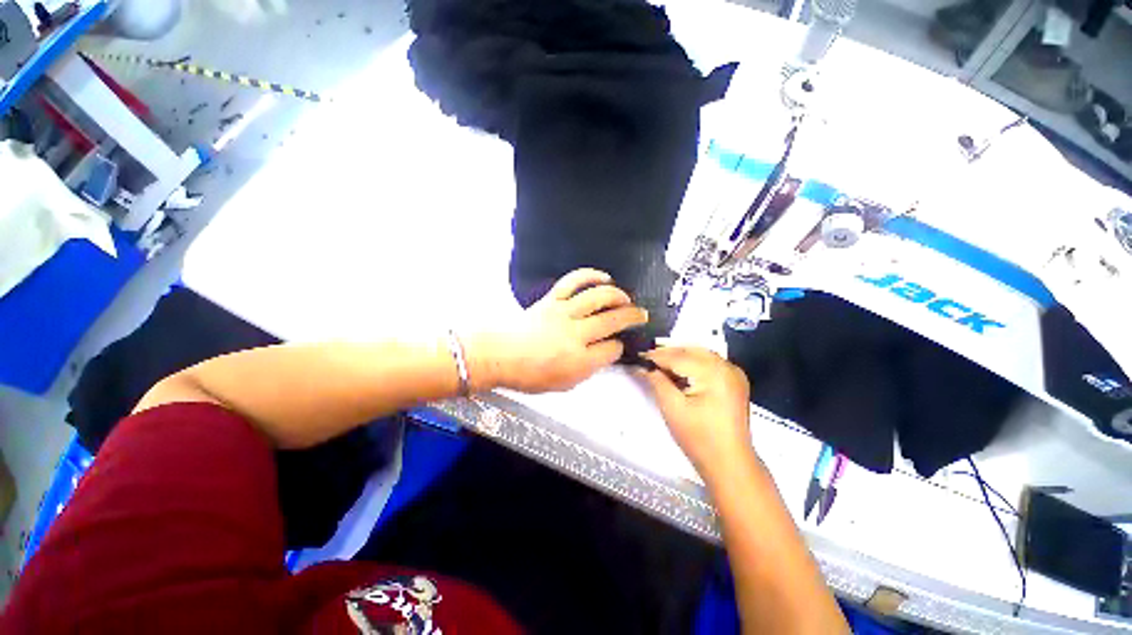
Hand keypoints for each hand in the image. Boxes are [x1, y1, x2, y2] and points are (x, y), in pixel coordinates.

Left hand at [471, 269, 648, 392]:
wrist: (499, 355)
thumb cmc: (529, 375)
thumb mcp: (563, 384)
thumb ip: (588, 369)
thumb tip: (604, 352)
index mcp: (579, 361)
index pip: (611, 349)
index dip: (619, 347)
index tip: (618, 345)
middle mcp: (576, 334)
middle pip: (612, 320)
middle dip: (632, 317)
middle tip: (642, 314)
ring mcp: (563, 313)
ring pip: (598, 297)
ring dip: (618, 295)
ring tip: (626, 298)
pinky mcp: (552, 299)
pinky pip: (574, 282)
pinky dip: (591, 276)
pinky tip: (604, 277)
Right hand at [638, 346, 754, 479]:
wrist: (729, 464)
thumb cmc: (699, 438)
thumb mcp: (672, 407)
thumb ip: (656, 381)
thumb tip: (642, 366)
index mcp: (714, 373)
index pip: (679, 356)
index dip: (656, 356)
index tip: (638, 356)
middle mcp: (727, 367)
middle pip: (691, 351)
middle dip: (668, 353)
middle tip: (647, 359)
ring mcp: (734, 373)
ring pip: (700, 354)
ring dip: (679, 357)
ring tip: (659, 365)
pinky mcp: (735, 381)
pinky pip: (709, 363)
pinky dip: (692, 363)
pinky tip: (679, 372)